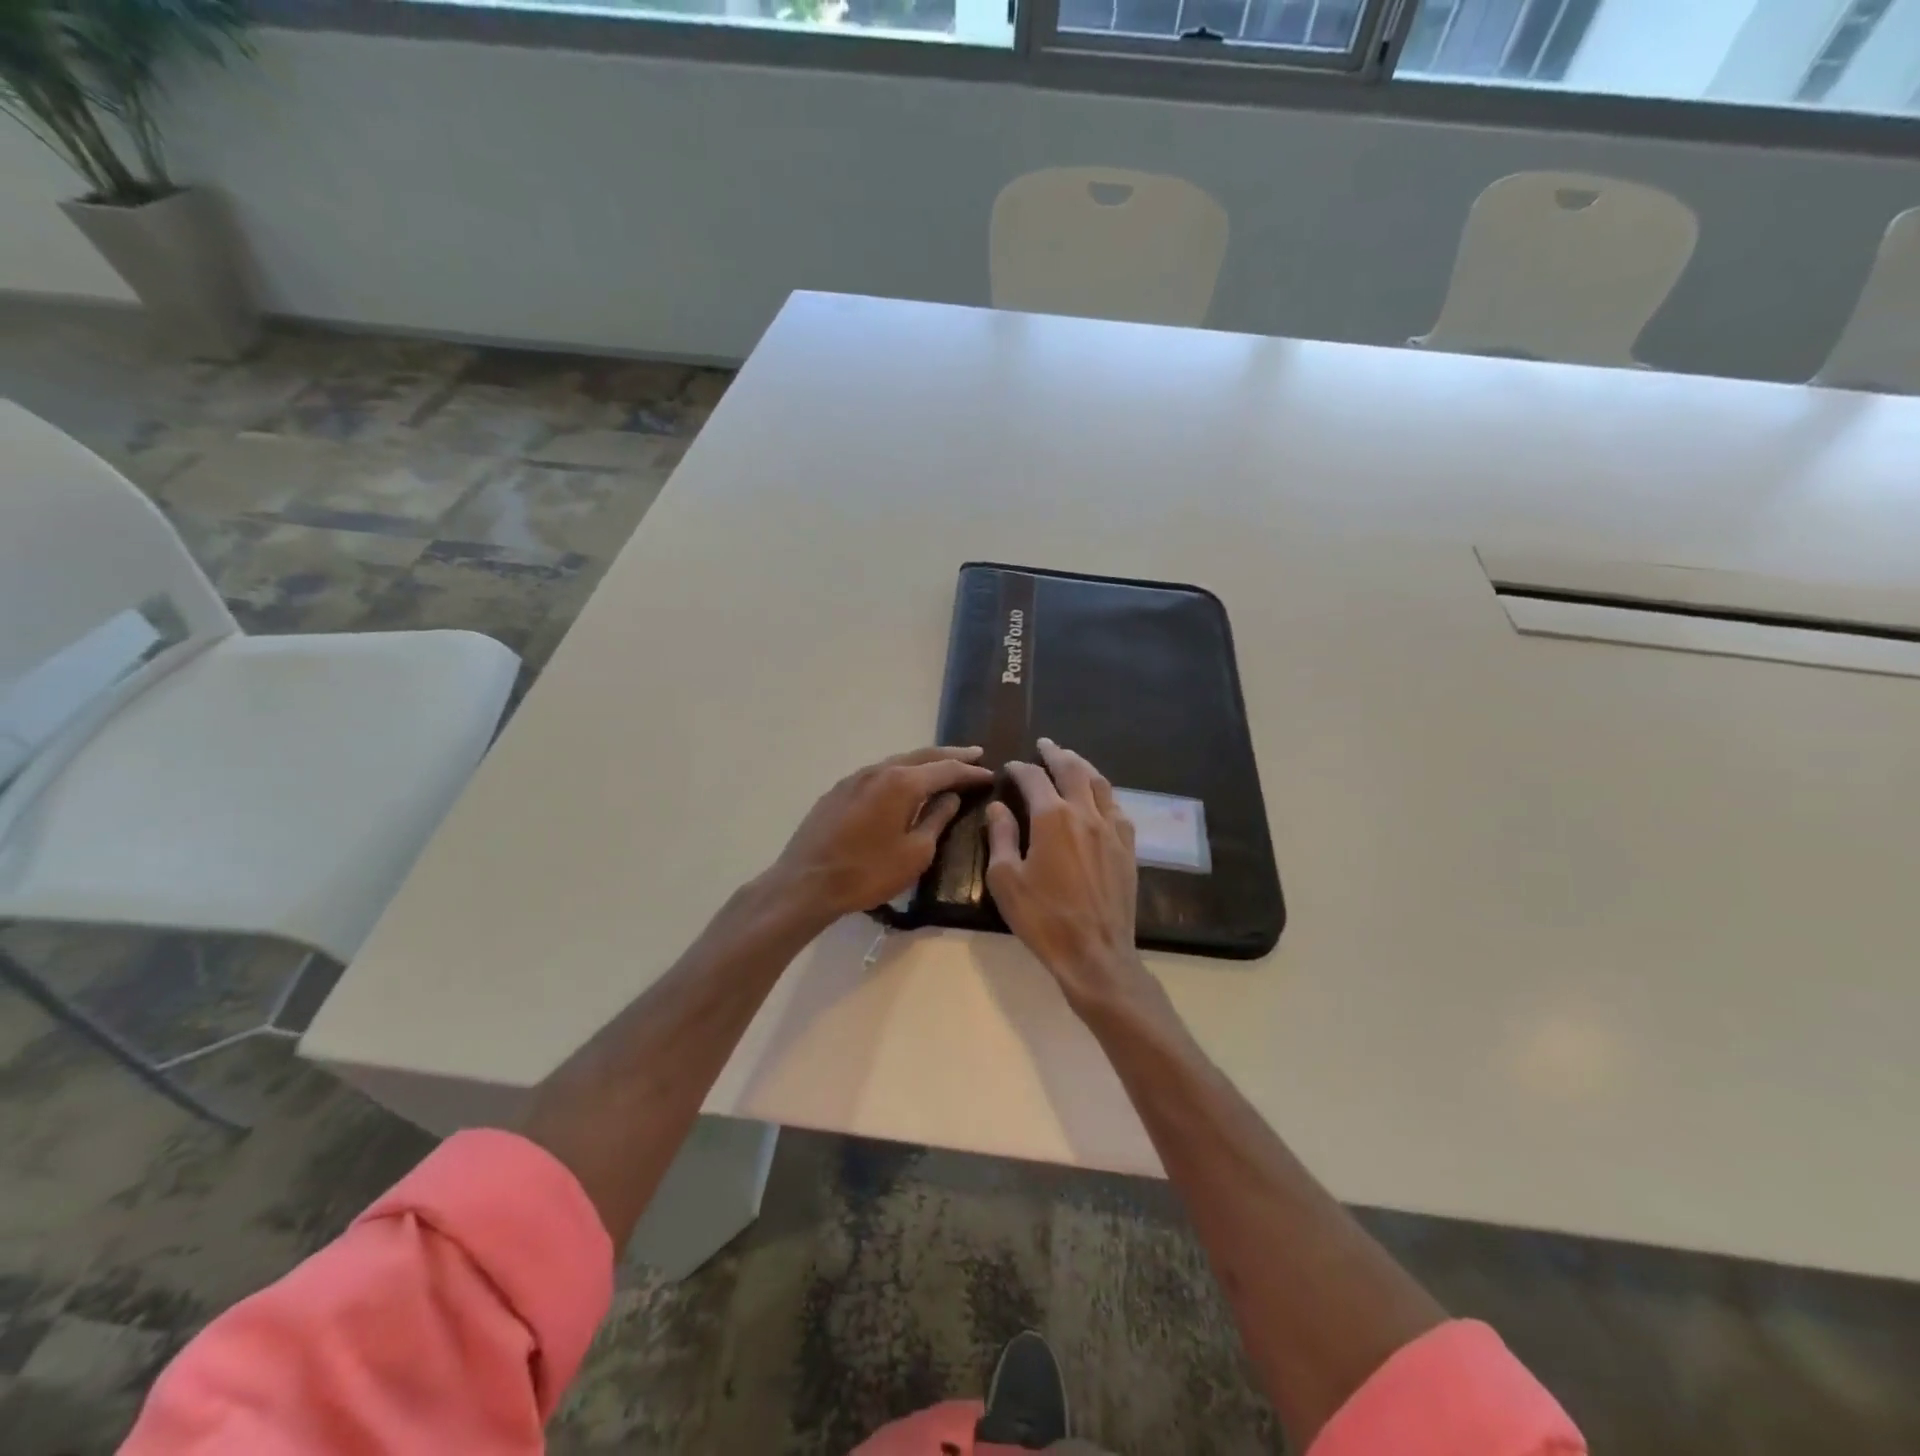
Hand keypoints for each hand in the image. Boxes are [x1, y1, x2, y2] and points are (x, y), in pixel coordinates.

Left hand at [769, 746, 992, 921]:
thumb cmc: (867, 872)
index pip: (945, 769)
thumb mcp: (914, 853)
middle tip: (974, 754)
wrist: (806, 883)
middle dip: (950, 755)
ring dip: (923, 762)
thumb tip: (950, 798)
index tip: (990, 774)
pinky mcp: (838, 791)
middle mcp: (879, 770)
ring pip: (897, 762)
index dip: (970, 772)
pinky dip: (899, 773)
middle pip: (922, 756)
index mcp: (902, 783)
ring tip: (943, 765)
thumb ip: (936, 820)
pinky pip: (878, 773)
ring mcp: (855, 778)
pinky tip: (904, 783)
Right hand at [986, 739, 1155, 1014]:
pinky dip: (1104, 793)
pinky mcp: (1127, 847)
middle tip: (1045, 745)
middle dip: (1056, 754)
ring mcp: (1112, 829)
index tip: (1010, 767)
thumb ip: (1001, 837)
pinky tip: (1099, 798)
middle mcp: (1085, 814)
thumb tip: (999, 808)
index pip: (1034, 779)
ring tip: (1072, 760)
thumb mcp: (1006, 880)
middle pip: (1073, 770)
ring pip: (1100, 784)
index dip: (1020, 769)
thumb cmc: (1043, 918)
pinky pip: (1117, 808)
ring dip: (1083, 767)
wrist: (1095, 953)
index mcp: (1053, 818)